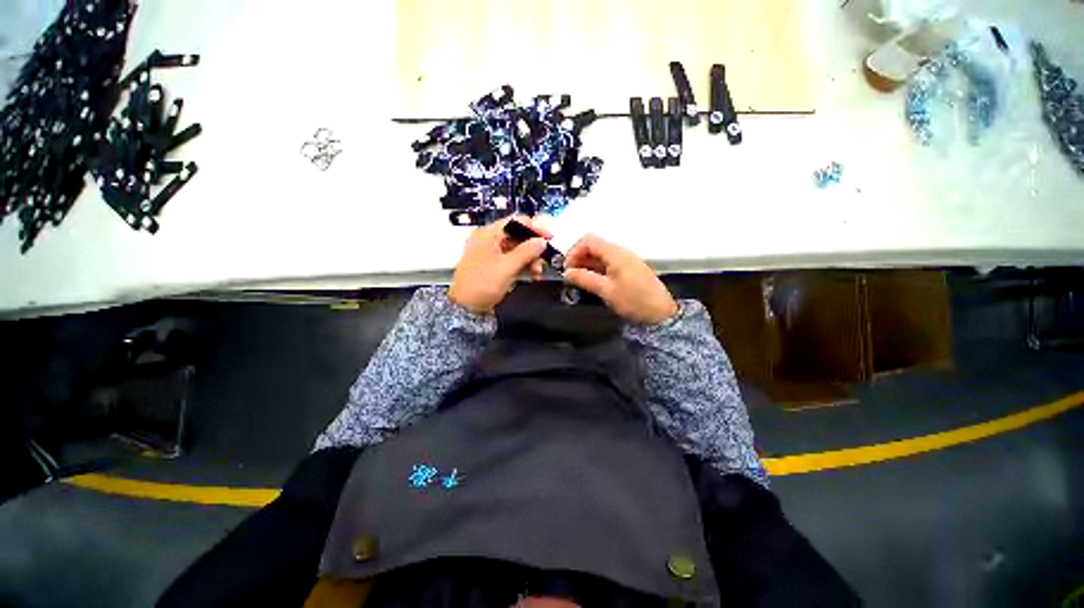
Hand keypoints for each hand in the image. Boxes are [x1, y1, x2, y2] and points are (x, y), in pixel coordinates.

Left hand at [449, 216, 552, 313]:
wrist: (466, 308)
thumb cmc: (479, 285)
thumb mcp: (507, 267)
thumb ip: (526, 252)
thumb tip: (541, 241)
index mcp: (488, 234)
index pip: (515, 221)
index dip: (534, 227)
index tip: (548, 236)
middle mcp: (489, 240)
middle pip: (518, 236)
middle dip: (533, 247)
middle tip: (543, 258)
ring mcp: (491, 254)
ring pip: (517, 249)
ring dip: (530, 258)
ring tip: (537, 271)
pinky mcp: (494, 266)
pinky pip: (513, 260)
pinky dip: (523, 265)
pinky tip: (531, 274)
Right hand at [563, 234, 677, 324]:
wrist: (661, 312)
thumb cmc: (634, 300)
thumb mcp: (606, 290)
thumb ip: (585, 279)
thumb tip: (567, 273)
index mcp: (615, 253)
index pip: (588, 240)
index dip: (573, 251)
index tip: (567, 268)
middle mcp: (620, 252)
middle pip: (593, 246)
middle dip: (578, 258)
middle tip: (571, 276)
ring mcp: (625, 260)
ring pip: (599, 255)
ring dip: (586, 265)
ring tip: (579, 281)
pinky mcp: (628, 269)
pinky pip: (607, 263)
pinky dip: (596, 269)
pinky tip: (592, 282)